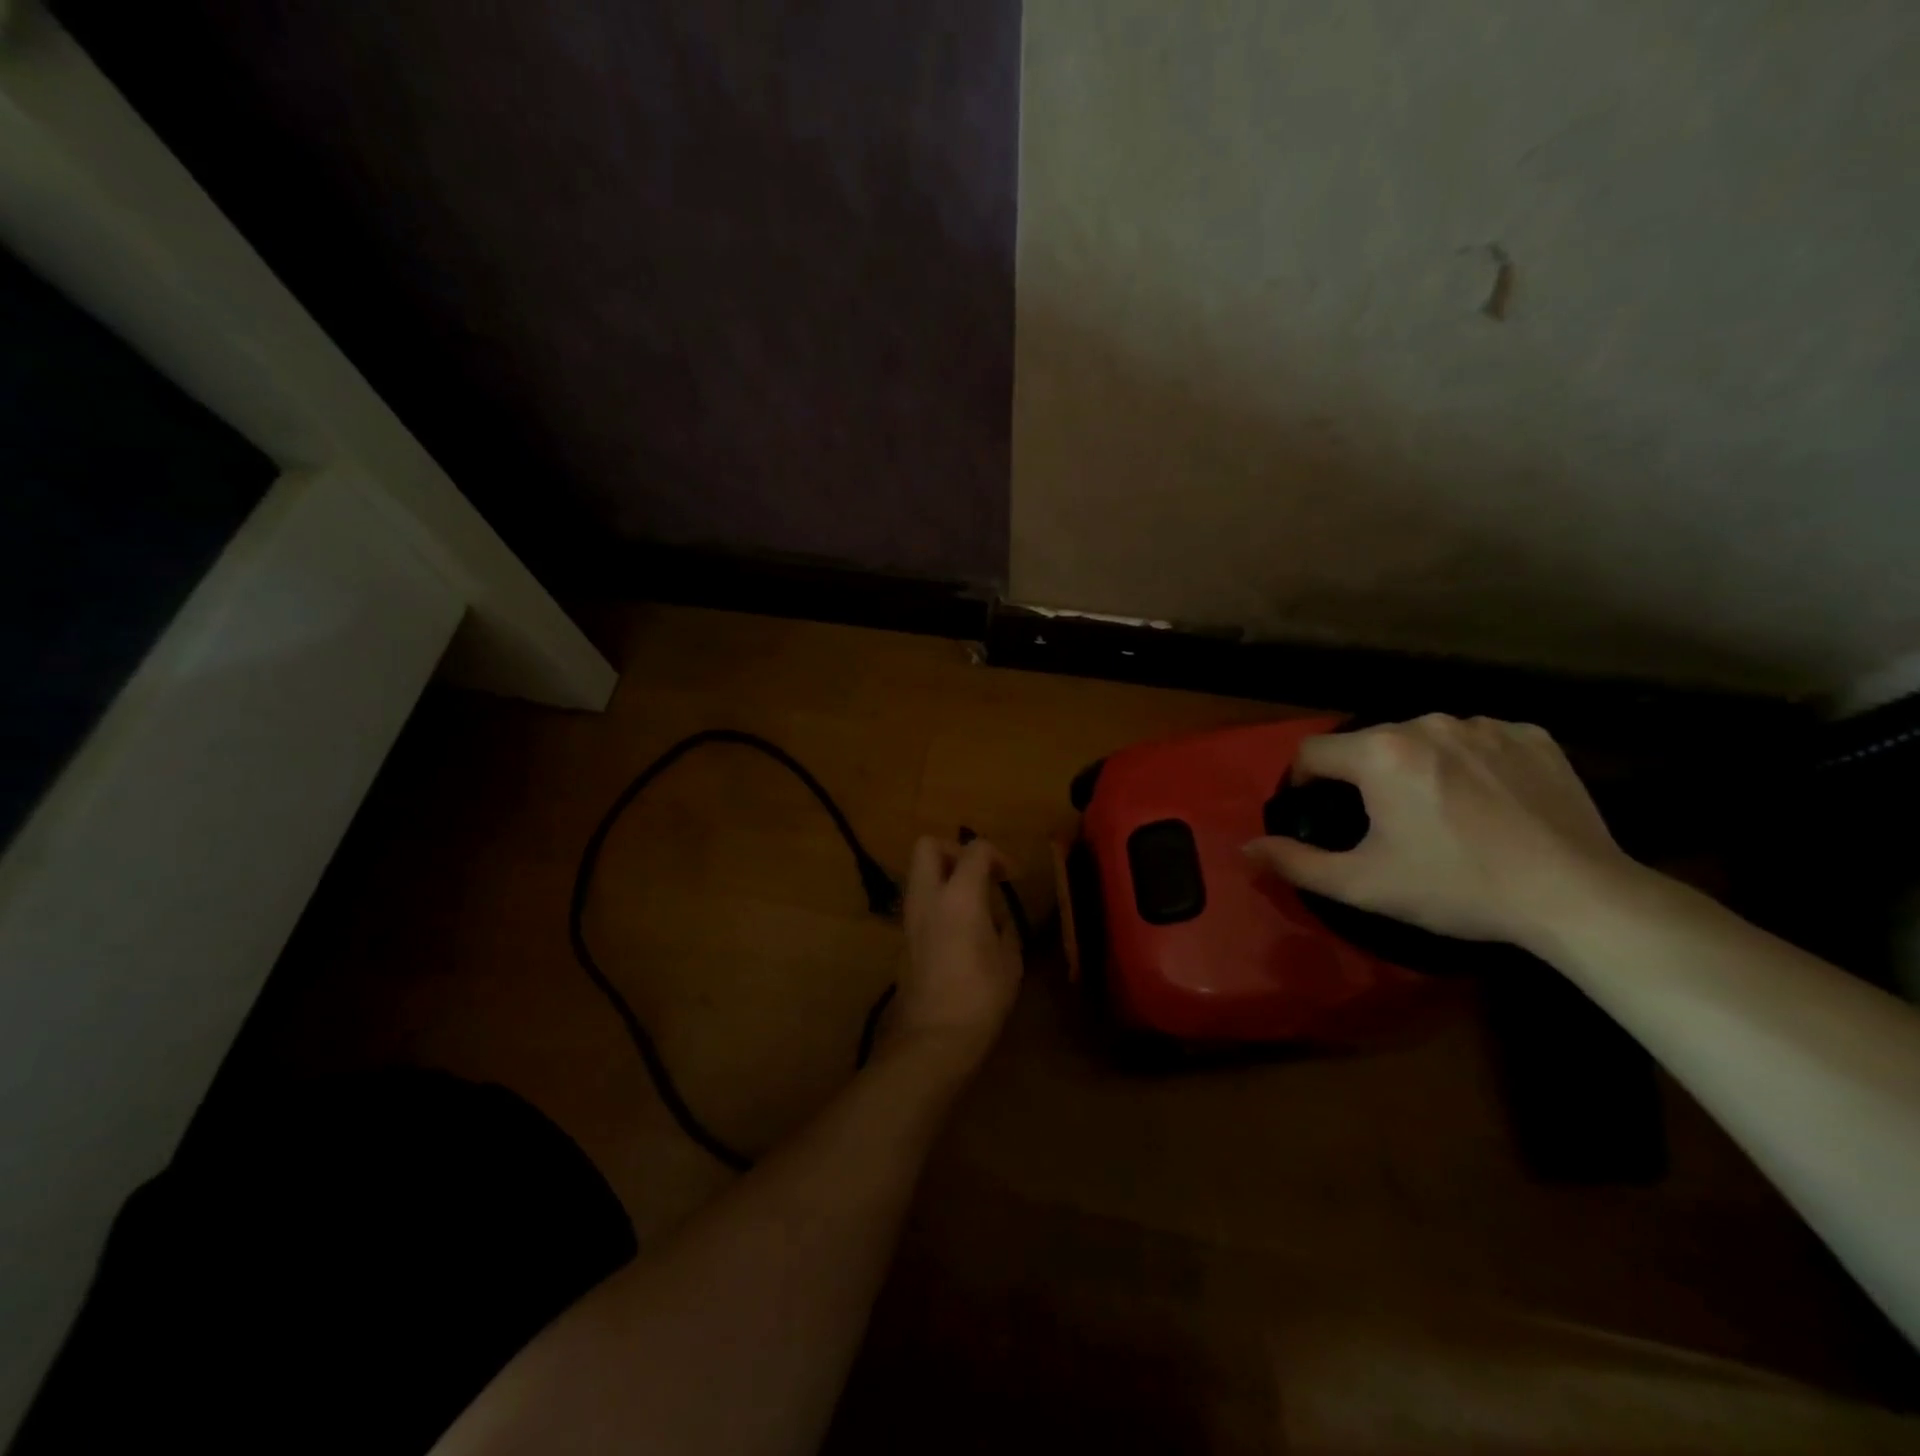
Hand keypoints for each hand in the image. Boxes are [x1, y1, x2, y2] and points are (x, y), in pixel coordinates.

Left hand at [883, 837, 1025, 1073]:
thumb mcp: (1009, 960)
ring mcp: (910, 917)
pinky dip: (937, 901)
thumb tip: (997, 918)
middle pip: (928, 846)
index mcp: (959, 895)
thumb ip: (1004, 927)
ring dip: (943, 877)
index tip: (1012, 877)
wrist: (933, 1037)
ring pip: (918, 873)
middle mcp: (928, 897)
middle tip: (979, 875)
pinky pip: (918, 901)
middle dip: (954, 851)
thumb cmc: (981, 997)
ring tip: (972, 904)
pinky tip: (959, 928)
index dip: (998, 855)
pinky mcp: (903, 938)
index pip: (975, 849)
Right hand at [1246, 714, 1633, 946]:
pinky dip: (1468, 763)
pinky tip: (1486, 801)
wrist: (1575, 895)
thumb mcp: (1363, 884)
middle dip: (1362, 776)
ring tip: (1438, 811)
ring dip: (1414, 766)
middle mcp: (1426, 723)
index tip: (1318, 812)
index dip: (1303, 783)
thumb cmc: (1456, 886)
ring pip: (1422, 738)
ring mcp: (1483, 724)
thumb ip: (1295, 862)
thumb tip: (1246, 848)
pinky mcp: (1530, 734)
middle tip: (1382, 822)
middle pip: (1367, 742)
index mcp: (1379, 752)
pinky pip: (1476, 740)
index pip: (1312, 752)